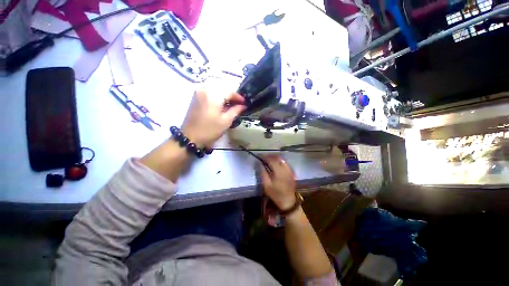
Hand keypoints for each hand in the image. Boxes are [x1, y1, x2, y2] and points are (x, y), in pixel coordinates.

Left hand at [181, 90, 245, 147]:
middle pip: (223, 89)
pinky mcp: (195, 97)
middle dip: (232, 97)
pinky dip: (217, 97)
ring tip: (231, 106)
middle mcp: (205, 89)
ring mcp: (198, 92)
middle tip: (239, 105)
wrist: (190, 137)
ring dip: (225, 97)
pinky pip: (210, 93)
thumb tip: (243, 105)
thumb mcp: (226, 121)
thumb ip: (235, 110)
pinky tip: (221, 105)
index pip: (229, 91)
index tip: (245, 103)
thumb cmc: (210, 130)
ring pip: (216, 91)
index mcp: (213, 95)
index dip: (238, 97)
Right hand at [260, 155, 296, 210]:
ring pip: (282, 159)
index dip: (265, 157)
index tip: (259, 156)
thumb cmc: (276, 194)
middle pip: (277, 158)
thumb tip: (259, 163)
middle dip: (270, 156)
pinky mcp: (291, 171)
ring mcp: (289, 169)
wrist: (288, 201)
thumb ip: (262, 173)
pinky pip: (285, 162)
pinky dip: (279, 160)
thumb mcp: (266, 185)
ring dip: (275, 157)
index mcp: (279, 172)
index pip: (271, 160)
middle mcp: (285, 168)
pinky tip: (275, 163)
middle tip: (263, 157)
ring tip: (269, 159)